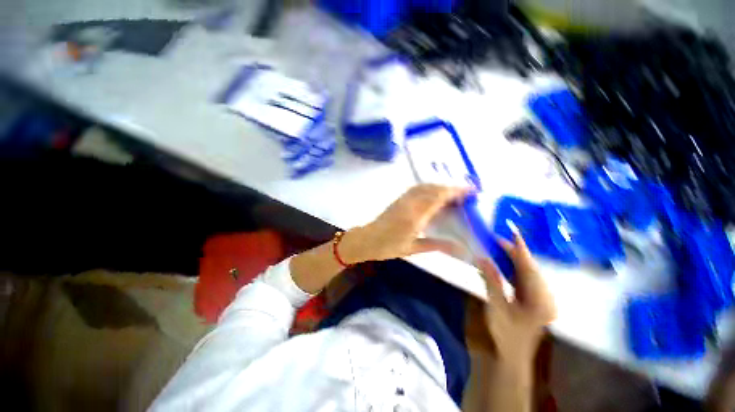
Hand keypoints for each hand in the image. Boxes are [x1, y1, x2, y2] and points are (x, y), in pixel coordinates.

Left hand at [340, 184, 470, 263]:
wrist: (367, 240)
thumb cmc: (388, 247)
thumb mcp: (413, 249)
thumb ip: (436, 245)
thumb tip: (459, 247)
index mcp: (414, 217)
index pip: (438, 198)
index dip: (456, 192)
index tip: (471, 191)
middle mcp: (409, 204)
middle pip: (433, 189)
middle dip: (451, 188)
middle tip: (466, 193)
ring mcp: (403, 199)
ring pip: (425, 186)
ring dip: (441, 186)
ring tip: (453, 193)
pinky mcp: (399, 199)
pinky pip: (417, 189)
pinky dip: (430, 188)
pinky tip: (435, 194)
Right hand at [478, 231, 555, 363]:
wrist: (514, 356)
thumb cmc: (506, 334)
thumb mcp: (496, 307)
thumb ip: (491, 281)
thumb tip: (482, 258)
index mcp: (540, 299)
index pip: (529, 267)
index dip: (520, 248)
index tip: (512, 231)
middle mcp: (545, 295)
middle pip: (529, 267)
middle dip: (512, 252)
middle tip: (494, 240)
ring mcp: (541, 298)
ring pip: (526, 272)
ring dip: (511, 260)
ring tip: (495, 248)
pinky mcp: (534, 299)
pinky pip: (523, 279)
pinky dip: (511, 269)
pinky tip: (501, 264)